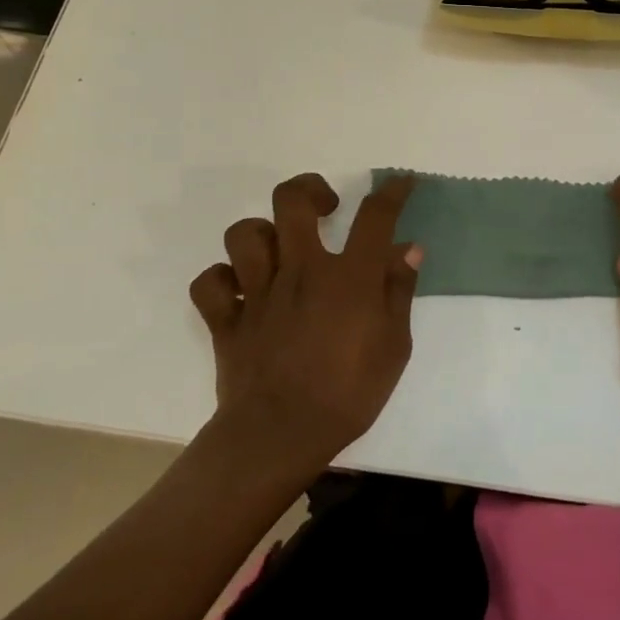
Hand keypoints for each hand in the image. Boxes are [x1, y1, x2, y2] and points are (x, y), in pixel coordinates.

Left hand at [188, 173, 420, 474]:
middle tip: (325, 208)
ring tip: (280, 250)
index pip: (374, 217)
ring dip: (263, 234)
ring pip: (244, 234)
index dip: (391, 192)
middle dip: (310, 190)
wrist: (280, 437)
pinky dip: (222, 280)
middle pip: (292, 201)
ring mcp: (257, 292)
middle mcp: (299, 271)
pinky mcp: (225, 319)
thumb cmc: (348, 394)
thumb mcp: (394, 347)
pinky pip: (210, 283)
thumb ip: (399, 292)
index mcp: (347, 277)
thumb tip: (409, 250)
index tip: (400, 183)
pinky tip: (241, 290)